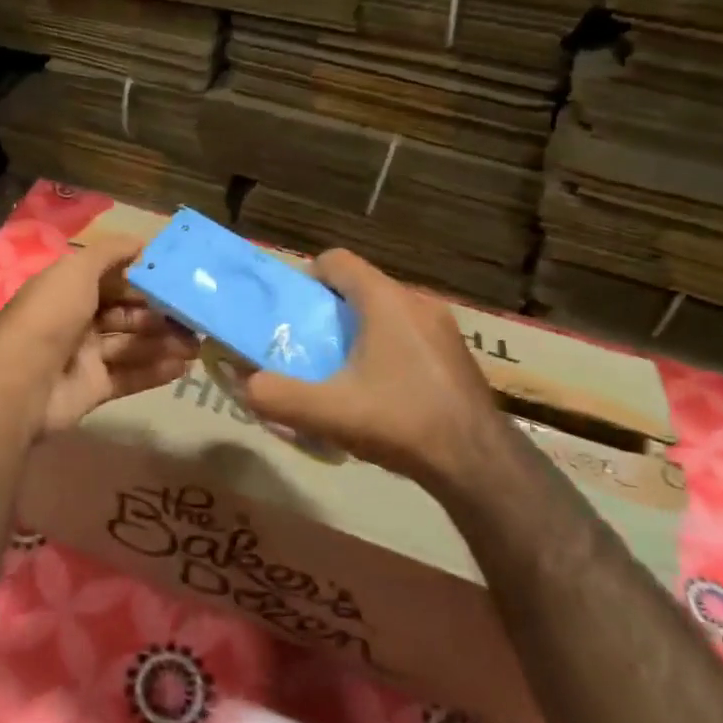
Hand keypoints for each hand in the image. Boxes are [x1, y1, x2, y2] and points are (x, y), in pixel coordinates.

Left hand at [0, 234, 198, 435]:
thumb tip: (143, 242)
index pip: (113, 280)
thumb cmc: (51, 316)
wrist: (21, 382)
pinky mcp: (93, 388)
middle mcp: (76, 320)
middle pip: (126, 314)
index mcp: (68, 289)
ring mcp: (84, 356)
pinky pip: (129, 376)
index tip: (178, 280)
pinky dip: (155, 372)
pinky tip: (183, 367)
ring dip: (164, 343)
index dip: (143, 280)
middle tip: (195, 317)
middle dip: (160, 314)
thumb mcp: (77, 270)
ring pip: (131, 345)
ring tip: (197, 344)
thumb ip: (110, 253)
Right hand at [238, 249, 508, 496]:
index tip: (290, 313)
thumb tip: (245, 384)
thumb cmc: (400, 422)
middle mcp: (416, 301)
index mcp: (385, 300)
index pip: (336, 260)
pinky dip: (384, 348)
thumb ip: (276, 396)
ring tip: (339, 372)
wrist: (477, 462)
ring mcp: (441, 326)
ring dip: (357, 332)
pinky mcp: (454, 352)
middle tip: (307, 347)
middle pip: (358, 287)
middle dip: (327, 311)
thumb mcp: (328, 412)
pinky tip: (378, 391)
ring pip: (384, 311)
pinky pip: (407, 333)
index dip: (306, 278)